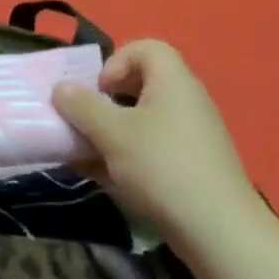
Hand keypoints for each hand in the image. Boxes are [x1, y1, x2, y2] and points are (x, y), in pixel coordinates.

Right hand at [51, 40, 268, 253]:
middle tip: (88, 122)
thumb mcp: (112, 133)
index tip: (99, 91)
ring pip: (144, 120)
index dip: (116, 61)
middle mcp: (186, 101)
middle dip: (107, 101)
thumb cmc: (161, 167)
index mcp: (173, 82)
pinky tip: (107, 178)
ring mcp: (192, 135)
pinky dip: (127, 155)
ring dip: (112, 132)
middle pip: (142, 84)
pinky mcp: (192, 166)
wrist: (218, 230)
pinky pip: (153, 147)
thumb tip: (61, 88)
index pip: (146, 48)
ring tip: (88, 154)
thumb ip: (81, 106)